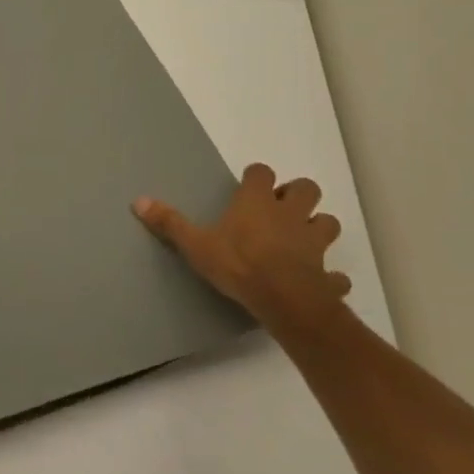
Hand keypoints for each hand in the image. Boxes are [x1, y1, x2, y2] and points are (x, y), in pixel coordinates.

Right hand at [134, 163, 349, 331]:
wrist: (284, 300)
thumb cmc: (238, 264)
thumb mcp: (196, 244)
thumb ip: (170, 223)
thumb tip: (138, 201)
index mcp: (257, 202)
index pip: (261, 173)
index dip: (256, 177)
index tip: (248, 187)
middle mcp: (289, 214)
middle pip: (306, 188)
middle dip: (297, 195)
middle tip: (280, 209)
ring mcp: (313, 243)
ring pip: (327, 223)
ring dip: (317, 227)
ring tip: (301, 240)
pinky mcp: (327, 273)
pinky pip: (335, 274)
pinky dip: (330, 276)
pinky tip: (321, 282)